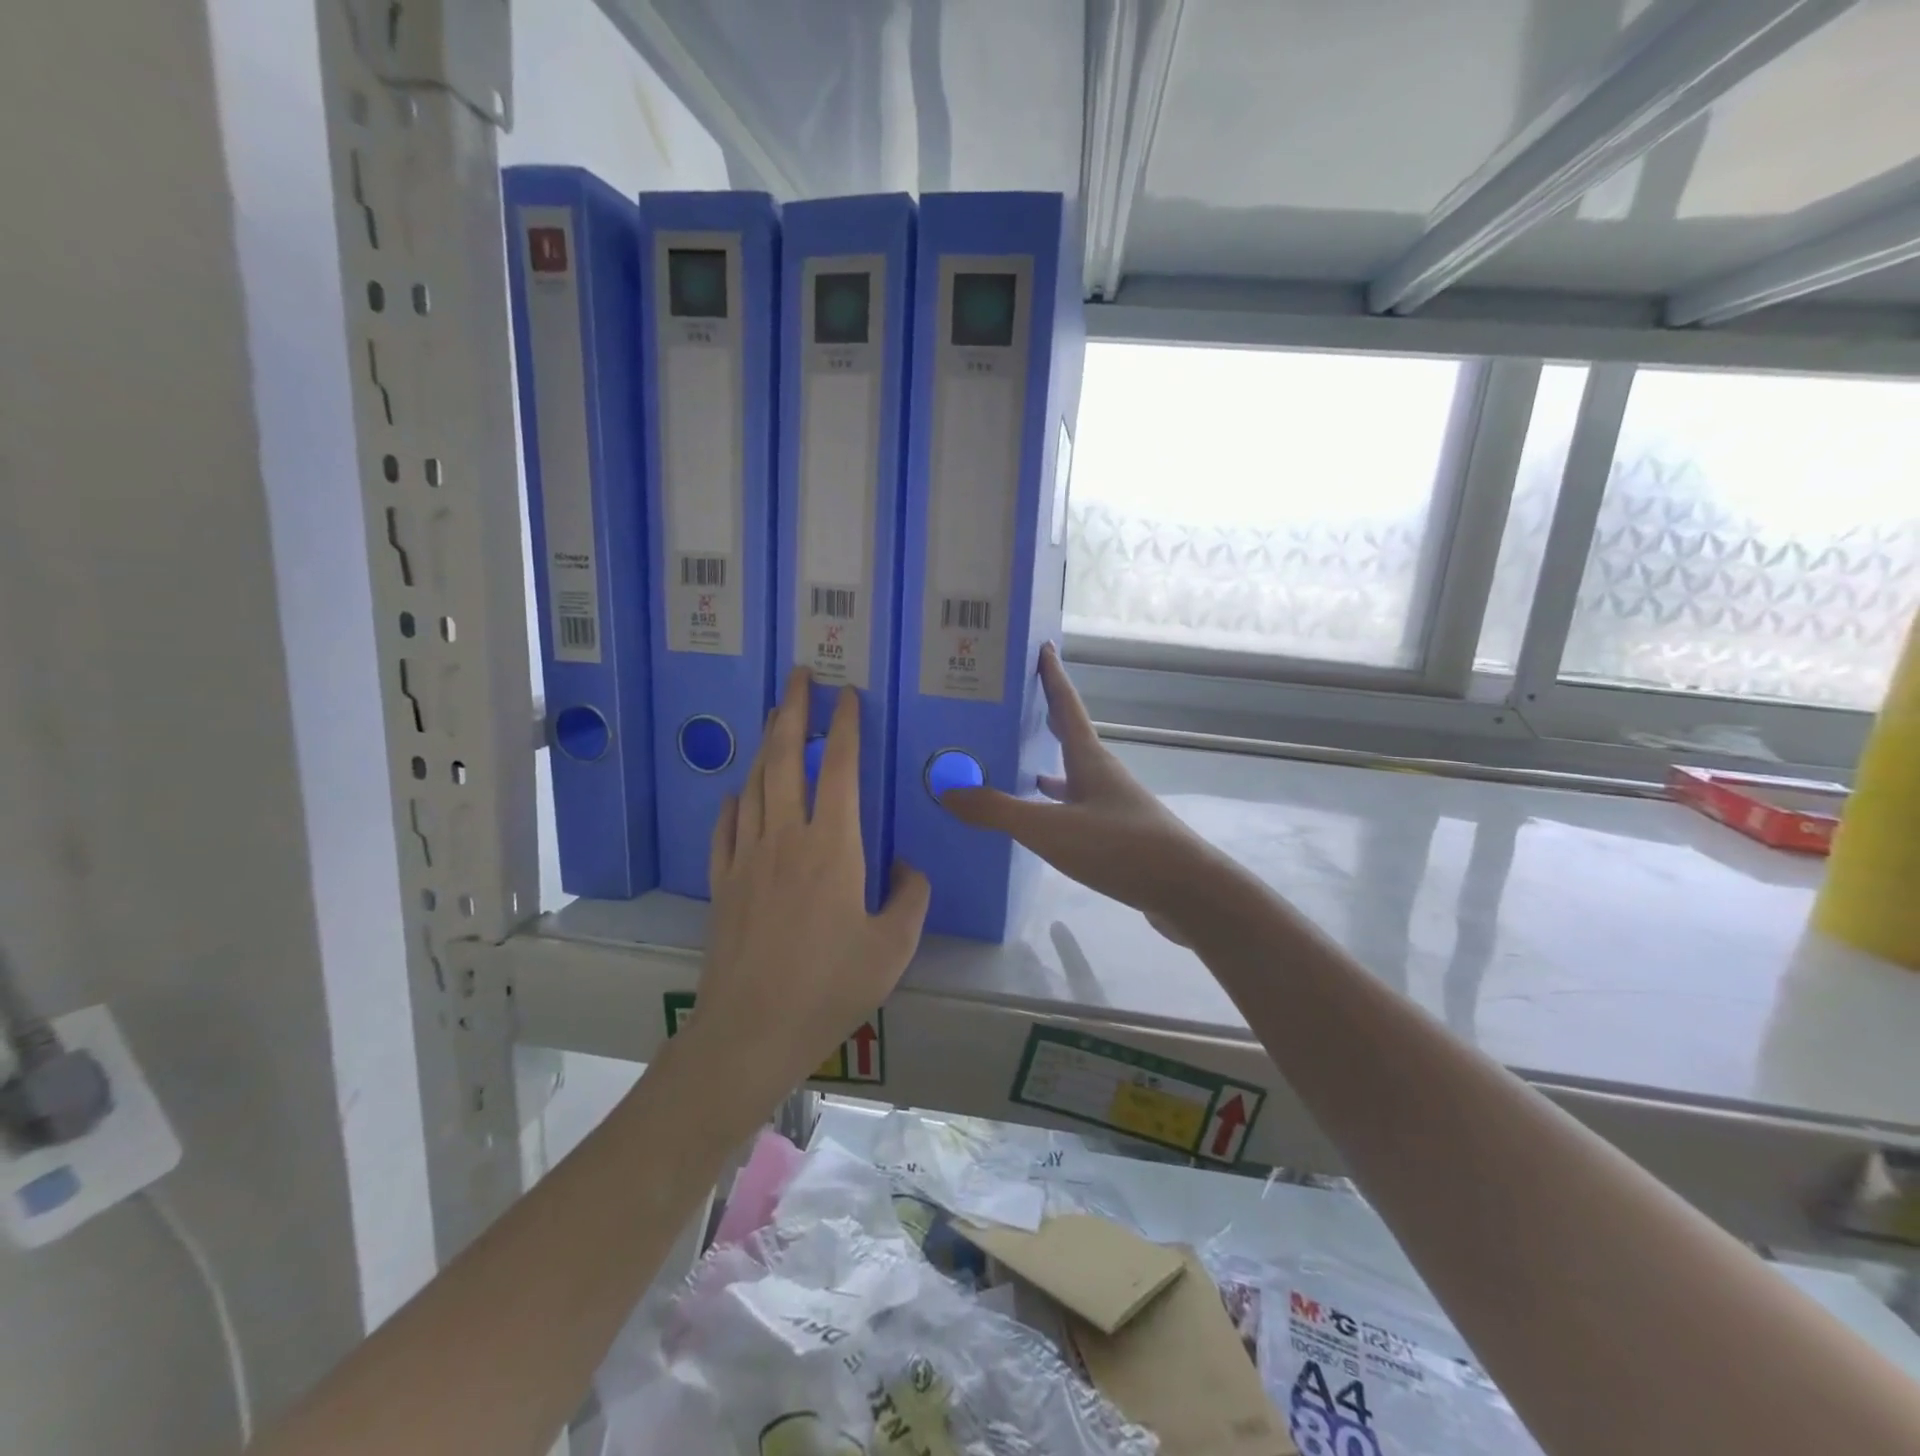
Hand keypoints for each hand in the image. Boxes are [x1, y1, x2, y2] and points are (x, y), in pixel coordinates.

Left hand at [692, 668, 929, 1107]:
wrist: (752, 1028)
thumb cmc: (831, 986)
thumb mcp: (893, 946)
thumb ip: (910, 897)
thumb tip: (905, 866)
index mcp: (833, 846)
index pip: (837, 768)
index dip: (843, 726)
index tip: (846, 695)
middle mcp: (786, 837)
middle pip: (784, 759)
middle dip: (791, 710)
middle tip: (797, 676)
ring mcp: (746, 857)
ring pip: (754, 784)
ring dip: (764, 746)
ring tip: (773, 719)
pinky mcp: (722, 881)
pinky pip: (726, 826)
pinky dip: (734, 801)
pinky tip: (738, 794)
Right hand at [942, 644, 1221, 940]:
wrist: (1186, 891)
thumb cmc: (1119, 847)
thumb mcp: (1050, 829)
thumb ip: (998, 810)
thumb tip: (948, 790)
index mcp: (1089, 760)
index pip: (1066, 706)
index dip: (1052, 676)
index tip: (1043, 646)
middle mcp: (1103, 776)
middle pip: (1069, 739)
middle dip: (1043, 721)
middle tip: (1011, 709)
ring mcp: (1114, 807)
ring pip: (1072, 778)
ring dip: (1046, 768)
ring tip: (1014, 769)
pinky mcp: (1119, 837)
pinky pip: (1077, 810)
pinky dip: (1055, 809)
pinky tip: (1041, 824)